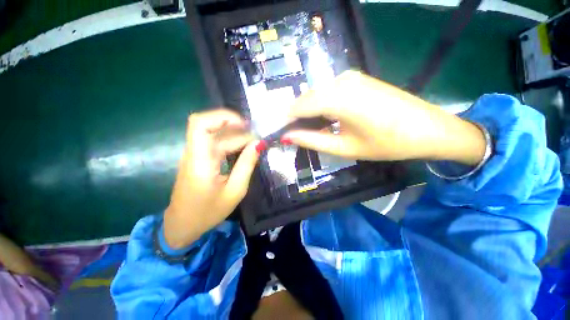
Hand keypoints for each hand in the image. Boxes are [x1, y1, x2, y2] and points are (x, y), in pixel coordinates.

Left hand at [163, 110, 259, 248]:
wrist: (182, 225)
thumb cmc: (208, 212)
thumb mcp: (235, 191)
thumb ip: (247, 165)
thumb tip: (259, 143)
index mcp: (200, 161)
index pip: (200, 124)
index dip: (222, 117)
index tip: (245, 124)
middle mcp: (195, 153)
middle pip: (214, 128)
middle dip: (239, 129)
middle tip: (259, 138)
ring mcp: (196, 155)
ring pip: (217, 135)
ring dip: (237, 136)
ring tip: (256, 143)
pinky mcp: (200, 159)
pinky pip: (217, 144)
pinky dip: (233, 143)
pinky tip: (245, 150)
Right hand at [283, 71, 485, 165]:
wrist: (429, 129)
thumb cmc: (386, 144)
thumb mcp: (344, 147)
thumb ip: (312, 140)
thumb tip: (287, 136)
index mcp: (338, 98)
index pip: (299, 106)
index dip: (286, 120)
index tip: (280, 133)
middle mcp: (341, 80)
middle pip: (306, 98)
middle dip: (296, 117)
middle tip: (294, 135)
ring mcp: (350, 77)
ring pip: (317, 94)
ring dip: (308, 112)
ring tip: (310, 131)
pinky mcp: (357, 79)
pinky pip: (329, 91)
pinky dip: (321, 106)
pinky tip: (325, 119)